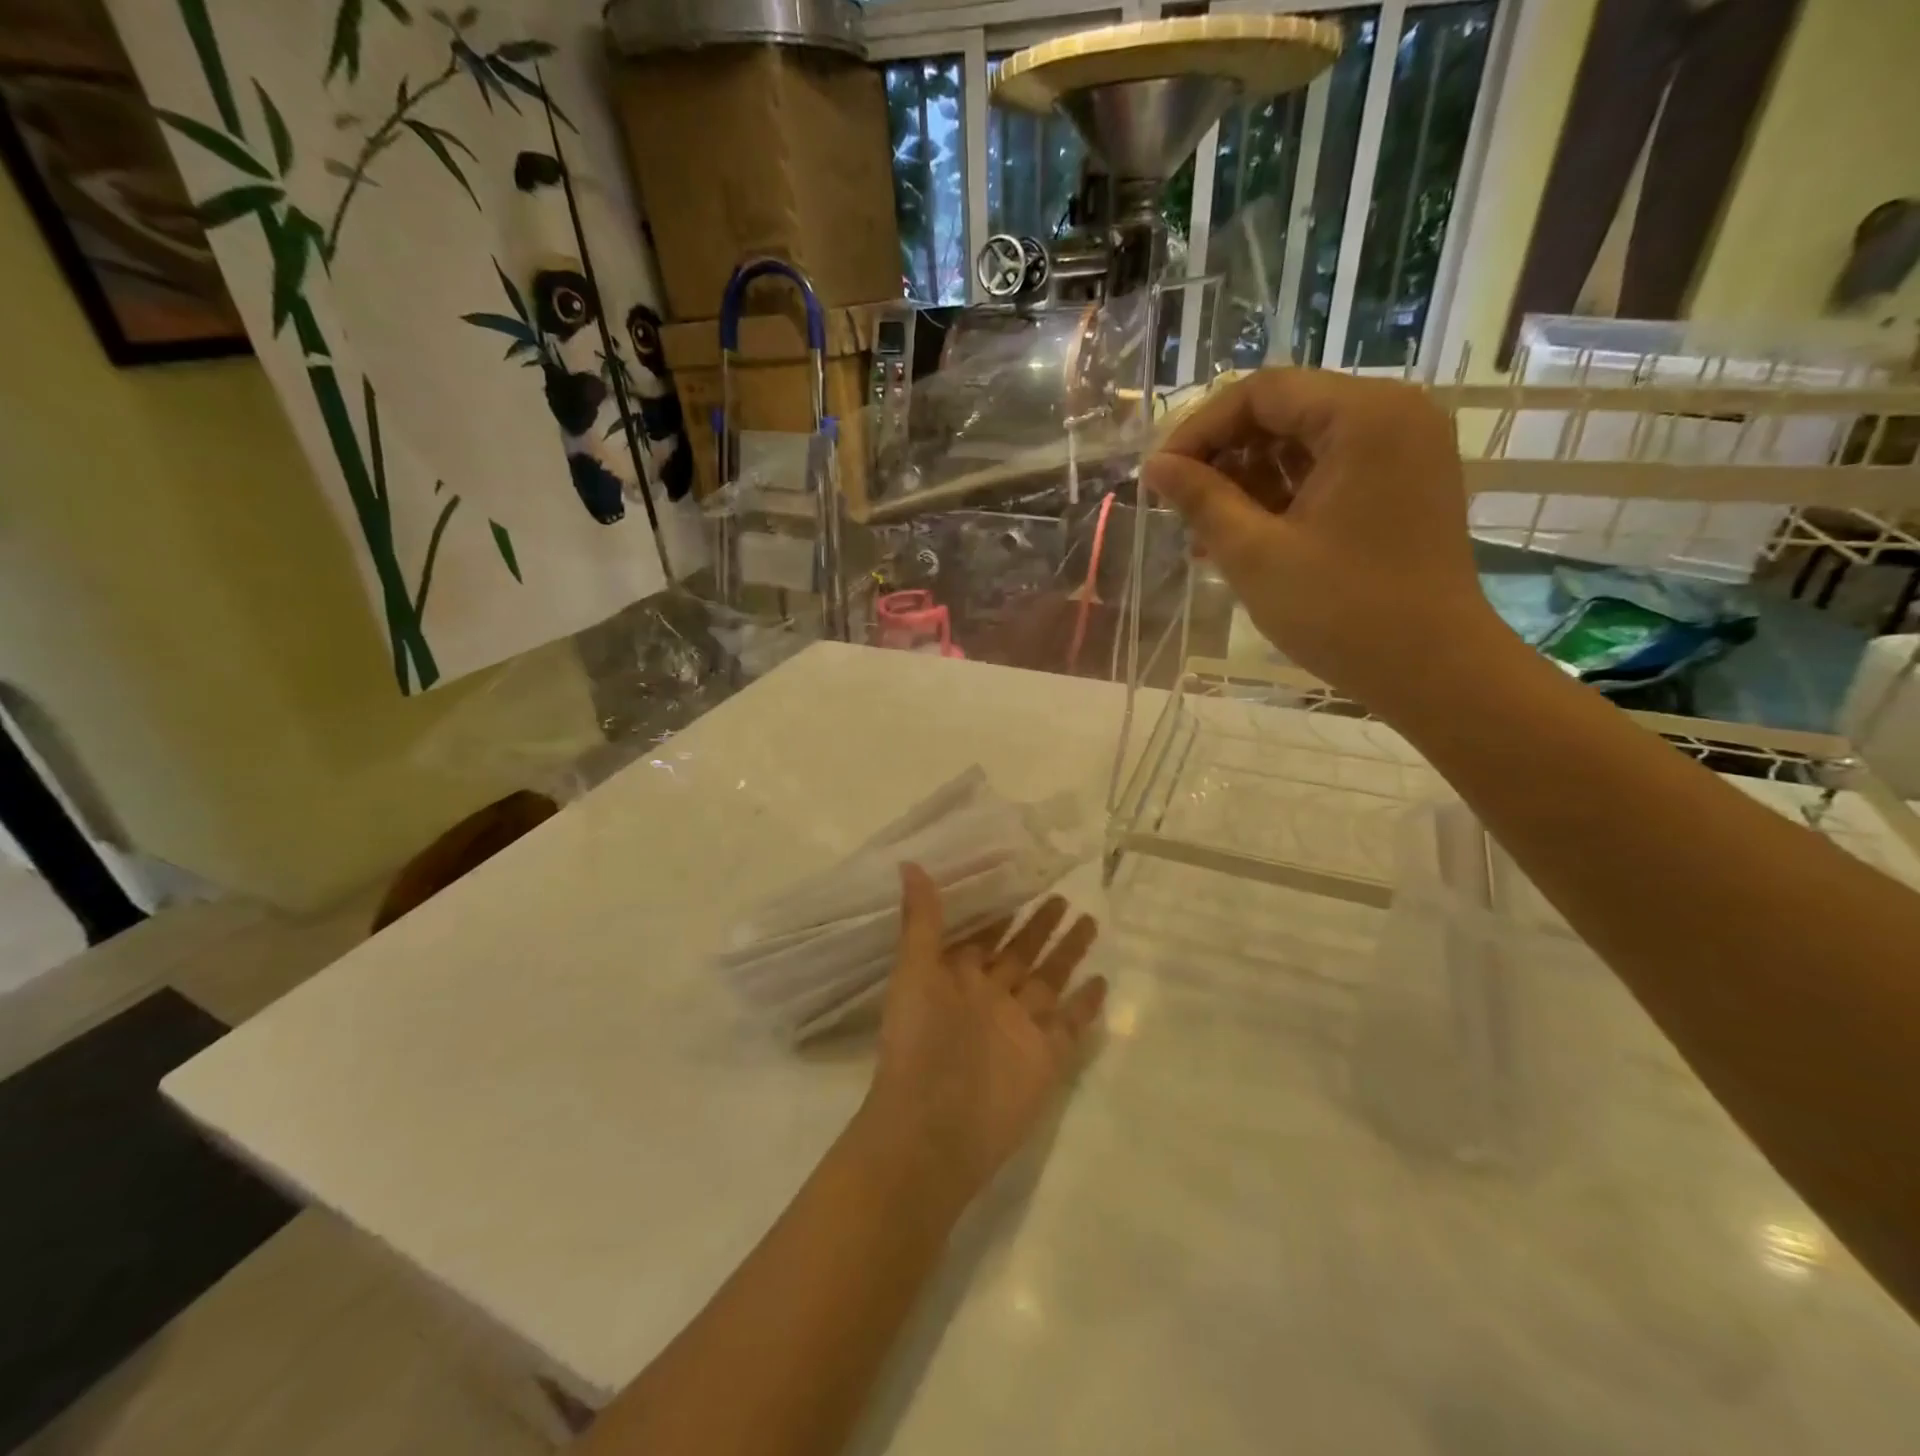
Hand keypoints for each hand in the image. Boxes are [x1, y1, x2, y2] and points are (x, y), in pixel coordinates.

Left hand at [859, 864, 1106, 1209]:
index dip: (999, 912)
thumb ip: (922, 919)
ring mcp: (1020, 1028)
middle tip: (1061, 895)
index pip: (983, 937)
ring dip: (1067, 953)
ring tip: (1089, 921)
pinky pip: (1070, 1024)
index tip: (1017, 879)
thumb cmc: (919, 1041)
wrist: (935, 1127)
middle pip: (1020, 954)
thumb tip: (910, 862)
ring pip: (1049, 980)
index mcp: (957, 979)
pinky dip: (1085, 1004)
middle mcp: (990, 999)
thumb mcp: (915, 970)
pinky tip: (1101, 980)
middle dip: (1039, 927)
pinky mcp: (1046, 1057)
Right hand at [1143, 368, 1502, 710]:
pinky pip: (1329, 471)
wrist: (1433, 671)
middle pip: (1285, 411)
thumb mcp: (1255, 554)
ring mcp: (1404, 450)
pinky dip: (1283, 496)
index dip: (1200, 429)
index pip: (1262, 392)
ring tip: (1205, 532)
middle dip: (1224, 456)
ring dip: (1249, 480)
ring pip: (1303, 443)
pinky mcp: (1402, 485)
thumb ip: (1201, 500)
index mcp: (1364, 416)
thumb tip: (1154, 467)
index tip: (1161, 477)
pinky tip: (1244, 536)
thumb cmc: (1342, 611)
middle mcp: (1393, 415)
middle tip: (1180, 506)